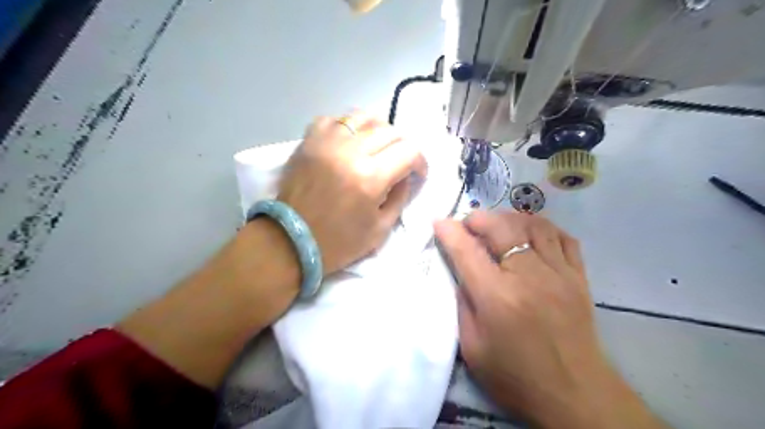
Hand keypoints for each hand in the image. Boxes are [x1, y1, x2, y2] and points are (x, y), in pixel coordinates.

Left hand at [278, 112, 426, 273]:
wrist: (291, 241)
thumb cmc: (339, 242)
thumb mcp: (381, 229)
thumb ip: (399, 197)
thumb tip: (406, 176)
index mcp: (371, 177)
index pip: (409, 151)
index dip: (420, 162)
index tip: (416, 174)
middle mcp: (350, 151)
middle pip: (390, 131)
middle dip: (402, 147)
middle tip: (398, 164)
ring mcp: (326, 142)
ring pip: (363, 117)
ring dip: (377, 131)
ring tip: (376, 148)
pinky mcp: (308, 141)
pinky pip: (334, 119)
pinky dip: (346, 128)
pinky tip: (347, 144)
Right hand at [435, 211, 664, 428]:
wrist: (575, 395)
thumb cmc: (515, 376)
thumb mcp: (472, 348)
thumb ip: (463, 304)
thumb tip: (462, 272)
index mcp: (497, 298)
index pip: (467, 252)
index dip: (450, 232)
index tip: (439, 222)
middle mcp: (528, 277)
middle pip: (501, 229)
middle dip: (479, 218)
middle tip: (468, 224)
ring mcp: (559, 274)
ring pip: (534, 226)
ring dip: (510, 218)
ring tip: (498, 225)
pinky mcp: (579, 278)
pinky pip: (564, 238)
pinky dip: (544, 228)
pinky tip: (531, 234)